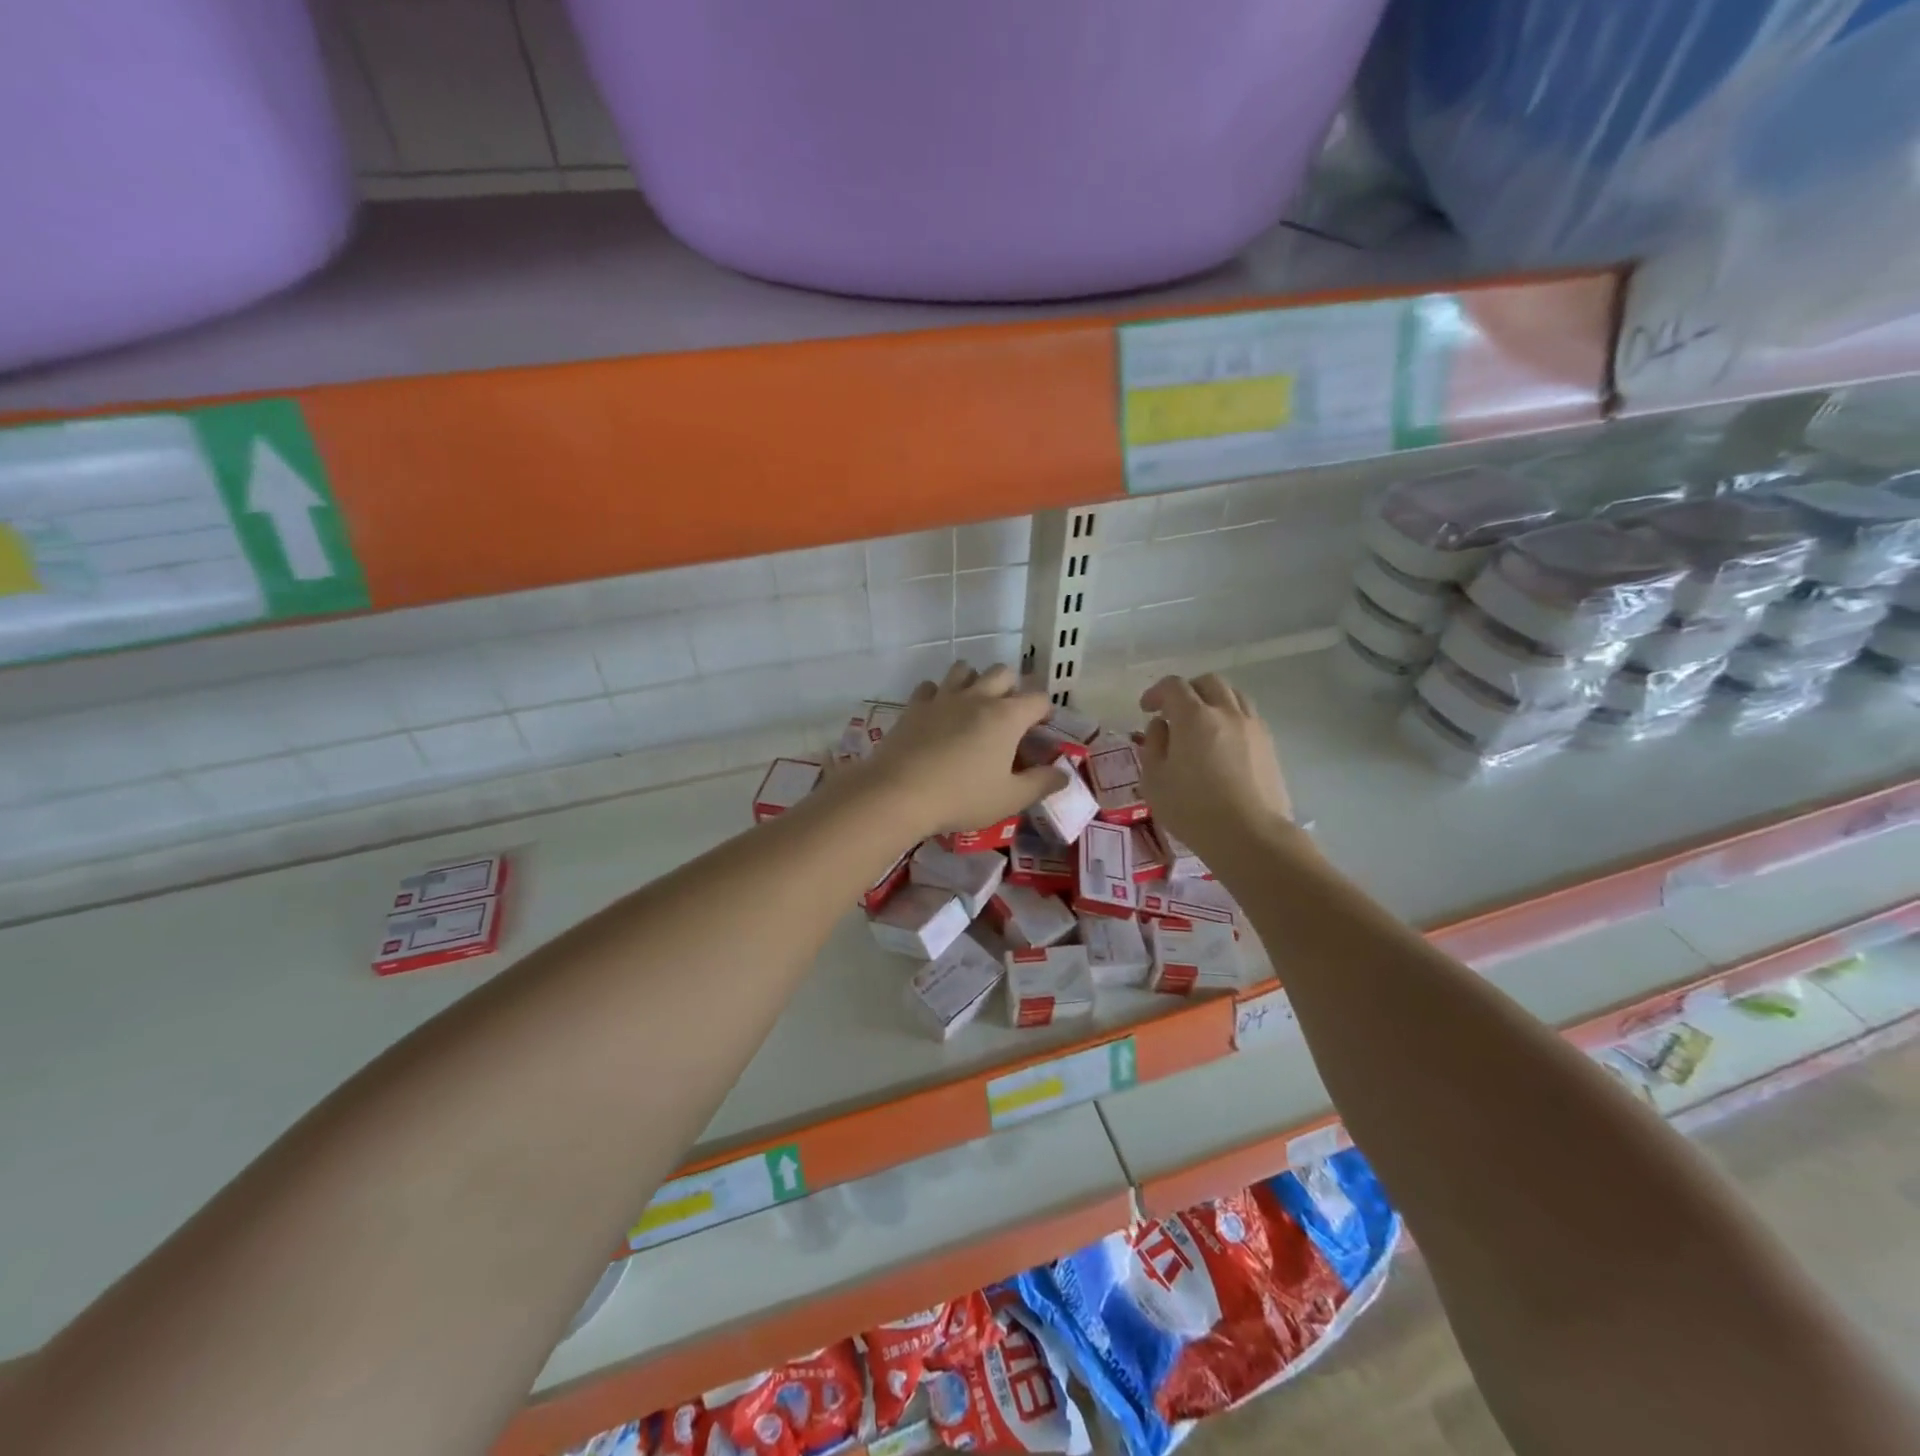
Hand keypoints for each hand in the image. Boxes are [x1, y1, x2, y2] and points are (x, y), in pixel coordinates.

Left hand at [856, 662, 1061, 839]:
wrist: (899, 793)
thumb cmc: (962, 797)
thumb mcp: (1010, 798)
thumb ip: (1041, 783)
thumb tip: (1064, 774)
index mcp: (1007, 716)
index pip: (1038, 698)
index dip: (1045, 711)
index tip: (1041, 729)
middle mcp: (978, 697)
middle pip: (1003, 672)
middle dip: (1011, 688)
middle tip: (1008, 716)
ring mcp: (943, 697)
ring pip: (965, 669)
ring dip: (974, 681)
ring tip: (973, 706)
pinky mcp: (915, 706)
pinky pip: (931, 687)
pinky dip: (939, 694)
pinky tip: (938, 714)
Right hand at [1137, 674, 1294, 860]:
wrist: (1250, 836)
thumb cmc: (1192, 809)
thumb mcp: (1154, 780)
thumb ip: (1153, 745)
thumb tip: (1161, 726)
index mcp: (1194, 717)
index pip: (1173, 686)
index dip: (1156, 692)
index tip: (1146, 709)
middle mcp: (1226, 712)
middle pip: (1208, 682)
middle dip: (1187, 690)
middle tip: (1173, 712)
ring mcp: (1253, 727)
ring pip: (1233, 695)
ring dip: (1213, 701)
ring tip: (1202, 724)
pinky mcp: (1269, 745)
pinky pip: (1248, 716)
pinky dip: (1231, 718)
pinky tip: (1223, 743)